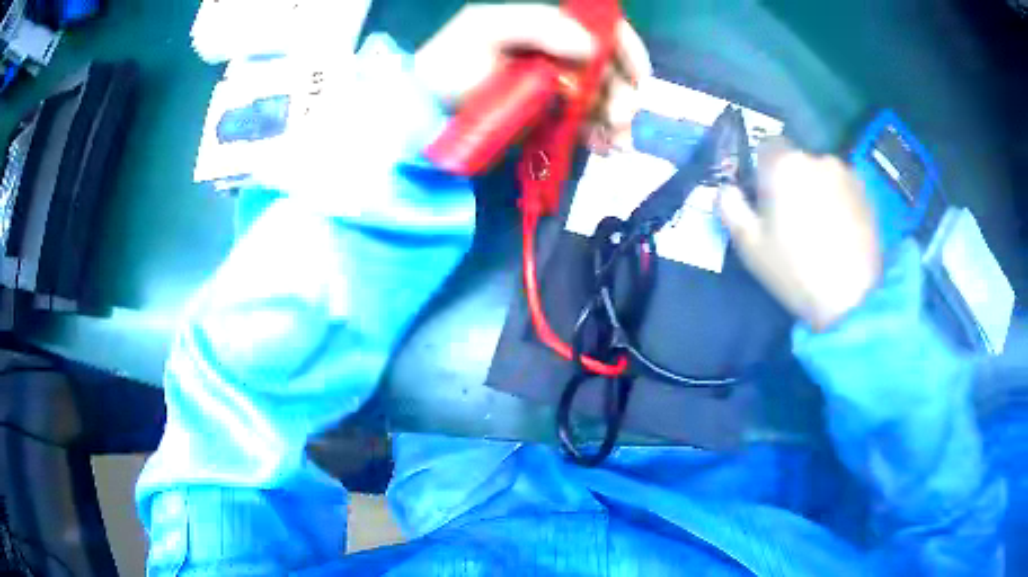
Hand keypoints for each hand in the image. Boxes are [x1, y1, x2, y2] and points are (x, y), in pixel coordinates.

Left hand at [414, 3, 651, 151]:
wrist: (426, 107)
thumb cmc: (451, 63)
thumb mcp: (487, 30)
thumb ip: (538, 26)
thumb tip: (591, 46)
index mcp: (548, 26)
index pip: (603, 29)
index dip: (627, 51)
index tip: (638, 79)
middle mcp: (560, 52)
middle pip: (611, 68)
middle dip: (623, 95)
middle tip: (619, 121)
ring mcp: (557, 84)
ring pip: (604, 98)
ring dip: (616, 121)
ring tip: (615, 144)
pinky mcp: (551, 114)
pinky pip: (586, 122)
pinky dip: (599, 135)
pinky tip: (603, 148)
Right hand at [718, 138, 882, 330]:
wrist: (853, 300)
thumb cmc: (796, 271)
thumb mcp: (750, 246)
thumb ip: (730, 207)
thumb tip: (726, 188)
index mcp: (785, 163)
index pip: (766, 144)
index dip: (762, 169)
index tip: (764, 199)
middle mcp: (817, 157)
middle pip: (795, 160)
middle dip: (790, 181)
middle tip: (792, 220)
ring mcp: (846, 173)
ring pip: (820, 173)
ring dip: (816, 190)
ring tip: (820, 229)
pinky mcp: (866, 193)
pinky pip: (841, 187)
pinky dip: (837, 200)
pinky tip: (839, 232)